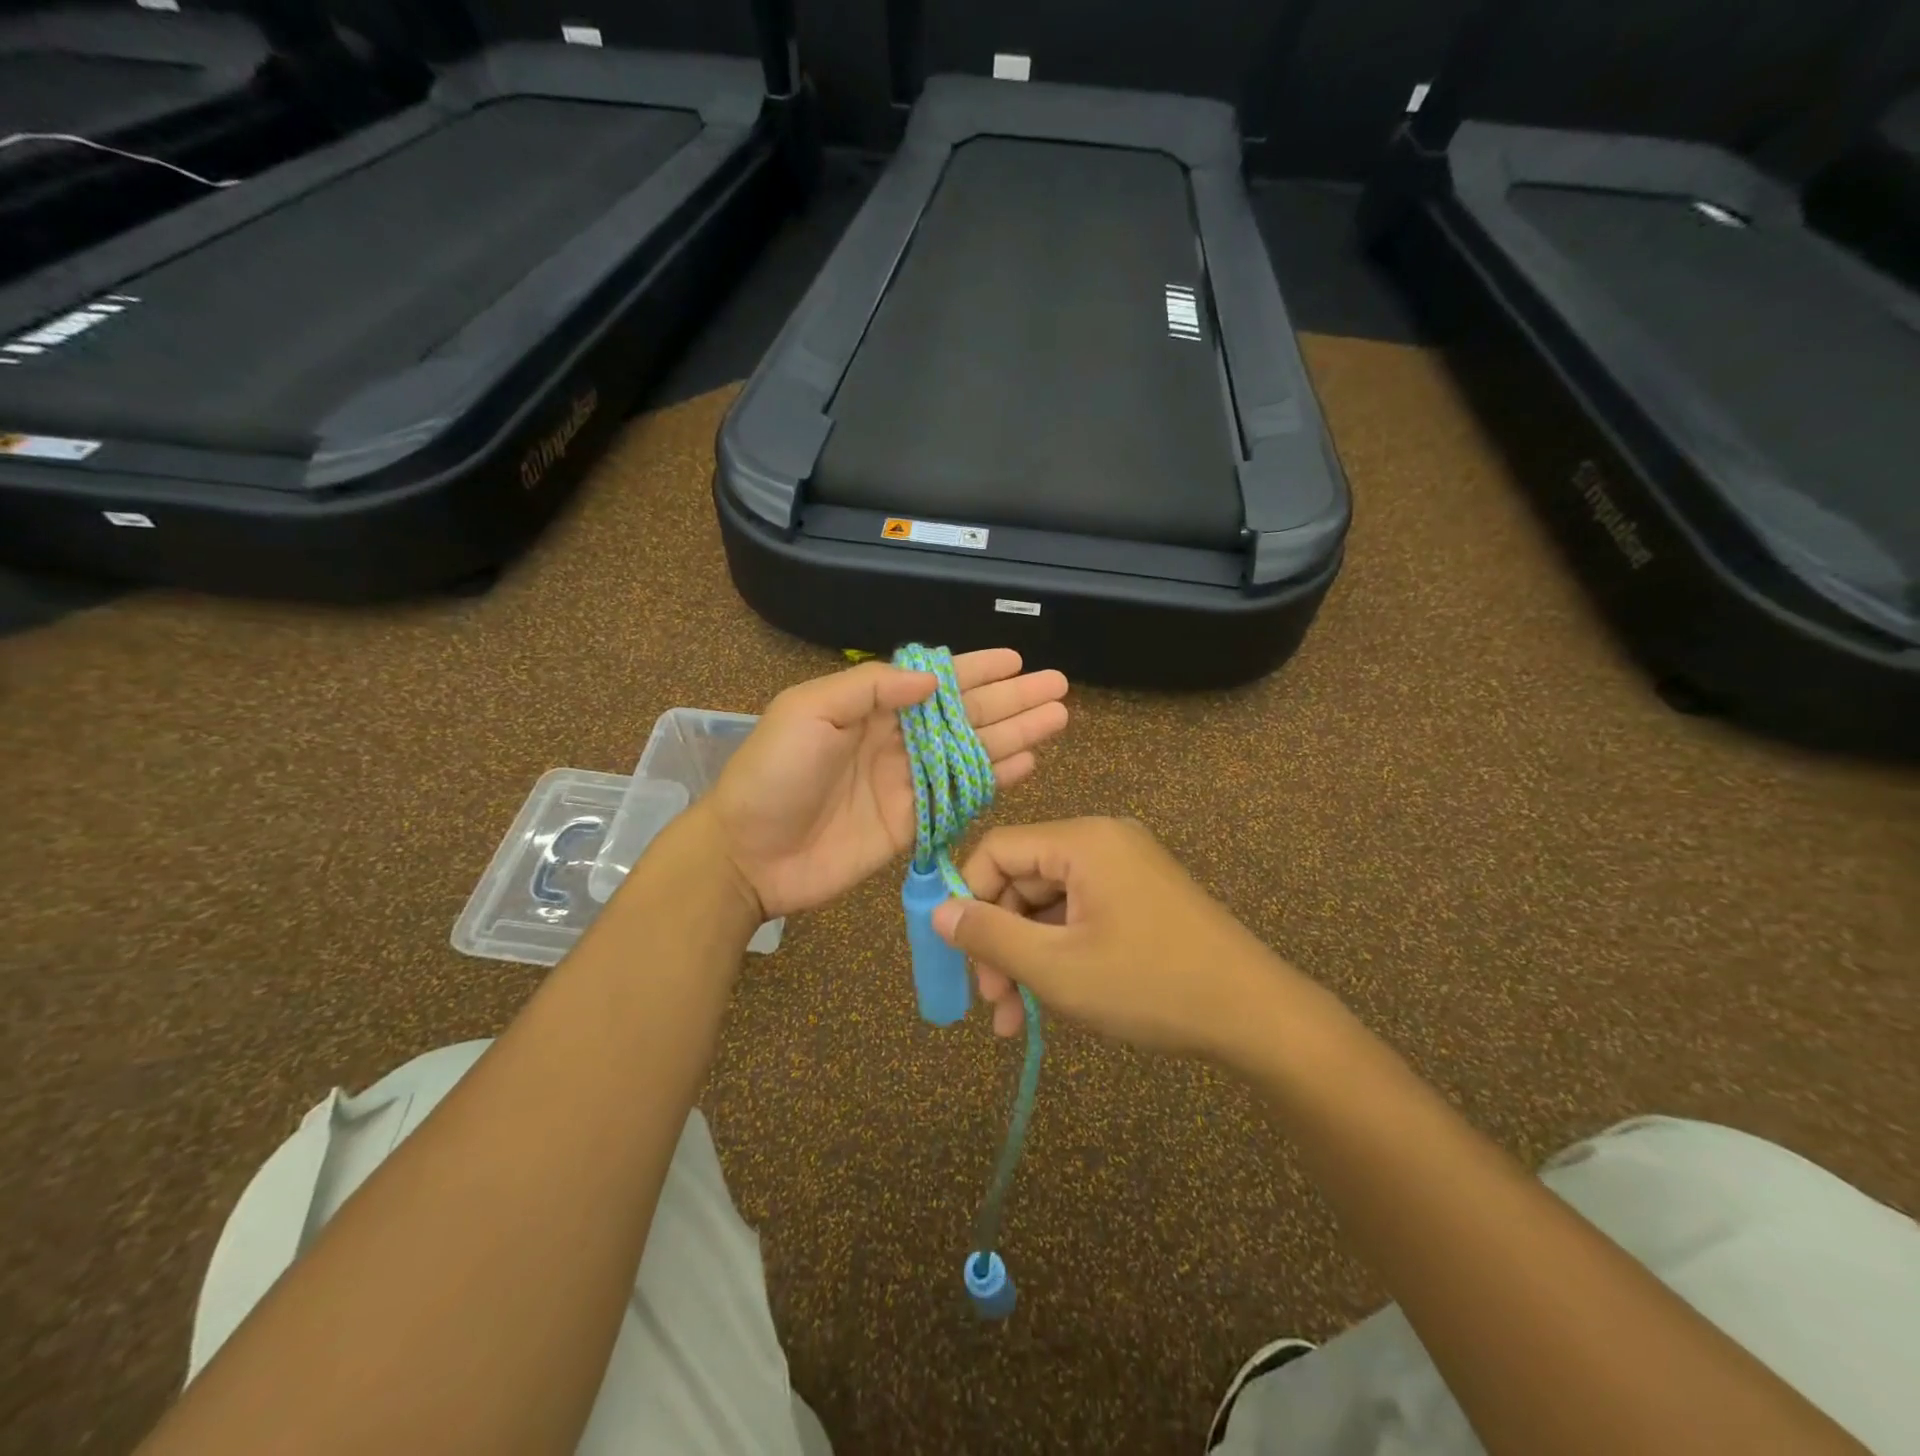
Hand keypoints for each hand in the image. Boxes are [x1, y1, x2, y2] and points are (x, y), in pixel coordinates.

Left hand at [711, 651, 1068, 918]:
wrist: (748, 854)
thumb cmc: (774, 773)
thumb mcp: (810, 710)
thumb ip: (871, 687)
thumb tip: (933, 681)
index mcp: (870, 707)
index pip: (935, 683)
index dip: (977, 670)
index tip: (1016, 660)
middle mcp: (896, 740)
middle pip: (965, 715)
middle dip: (1011, 700)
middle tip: (1057, 688)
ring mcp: (908, 782)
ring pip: (972, 752)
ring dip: (1015, 734)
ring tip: (1056, 719)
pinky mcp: (913, 823)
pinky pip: (961, 796)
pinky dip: (995, 779)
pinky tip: (1028, 763)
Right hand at [931, 817, 1298, 1061]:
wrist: (1256, 1015)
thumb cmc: (1150, 984)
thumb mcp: (1058, 968)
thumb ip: (991, 936)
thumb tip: (937, 912)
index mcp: (1082, 840)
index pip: (997, 849)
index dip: (967, 897)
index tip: (958, 953)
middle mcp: (1102, 842)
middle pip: (1022, 880)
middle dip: (1000, 942)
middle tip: (991, 1001)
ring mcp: (1124, 870)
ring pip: (1049, 906)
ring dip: (1027, 958)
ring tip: (1014, 1021)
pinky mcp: (1138, 898)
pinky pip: (1080, 916)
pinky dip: (1059, 955)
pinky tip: (1047, 1006)